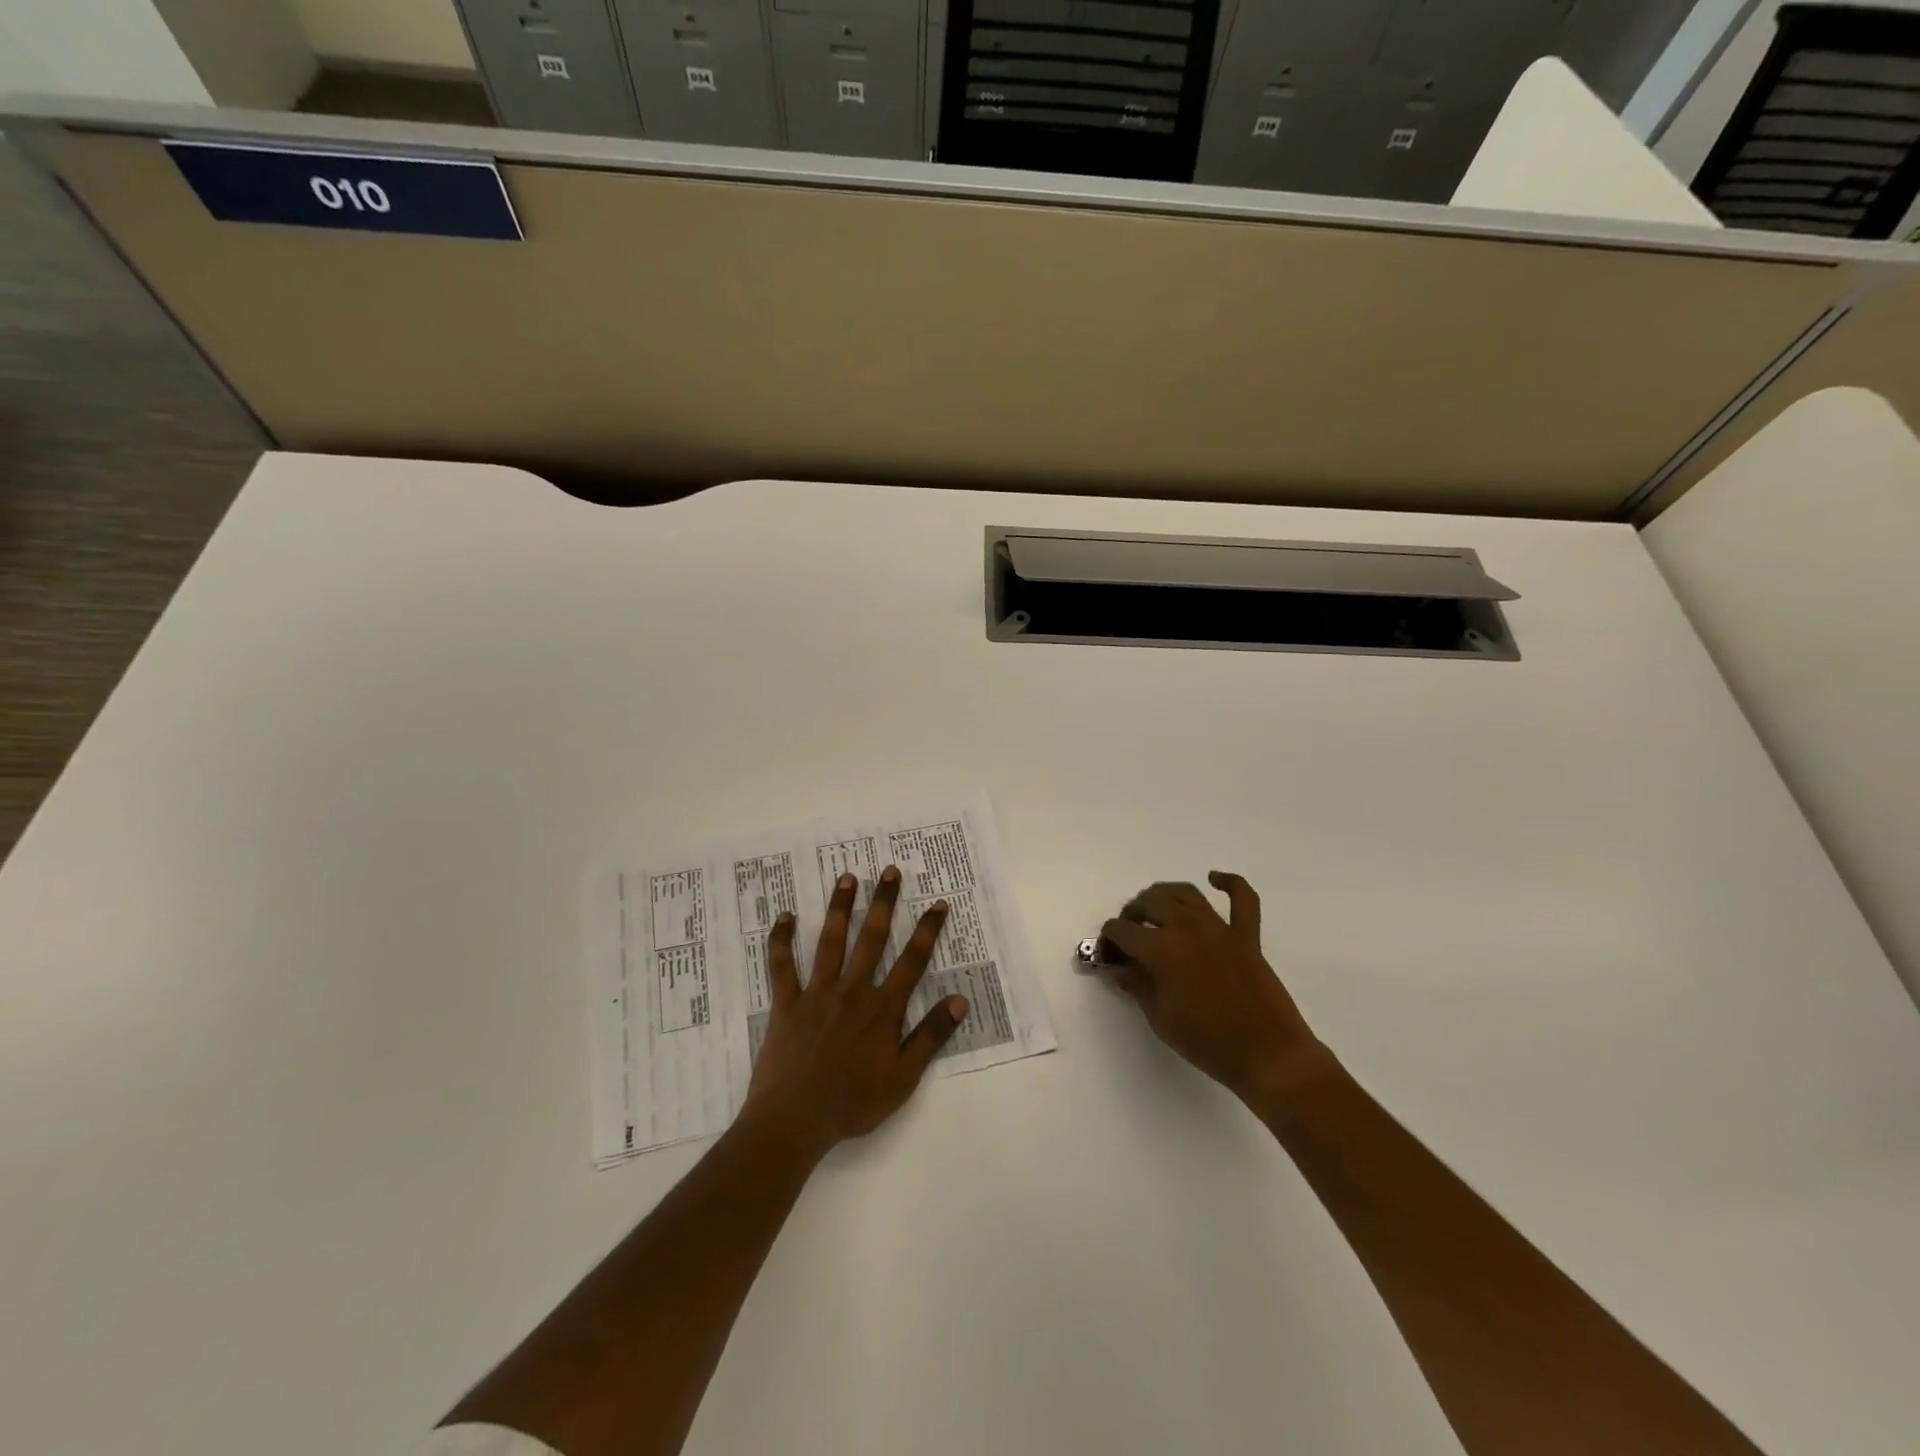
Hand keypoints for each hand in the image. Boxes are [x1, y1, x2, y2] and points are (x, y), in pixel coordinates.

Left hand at [740, 866, 969, 1160]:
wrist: (796, 1120)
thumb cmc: (853, 1103)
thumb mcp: (904, 1078)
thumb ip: (931, 1036)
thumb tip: (960, 999)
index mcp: (882, 1008)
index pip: (912, 961)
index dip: (928, 930)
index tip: (938, 903)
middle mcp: (852, 990)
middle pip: (872, 938)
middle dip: (884, 903)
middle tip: (890, 870)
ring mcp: (817, 993)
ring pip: (831, 941)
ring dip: (840, 907)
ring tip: (847, 877)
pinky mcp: (787, 1003)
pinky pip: (782, 965)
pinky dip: (781, 940)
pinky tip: (784, 916)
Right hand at [1102, 872, 1329, 1107]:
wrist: (1268, 1055)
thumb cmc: (1207, 1042)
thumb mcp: (1160, 1019)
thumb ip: (1136, 986)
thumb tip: (1119, 967)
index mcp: (1160, 949)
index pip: (1122, 931)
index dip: (1109, 940)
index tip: (1108, 955)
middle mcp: (1186, 927)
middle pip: (1149, 903)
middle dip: (1131, 914)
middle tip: (1129, 934)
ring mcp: (1219, 928)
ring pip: (1185, 893)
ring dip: (1164, 895)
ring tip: (1155, 909)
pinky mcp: (1247, 935)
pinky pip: (1242, 899)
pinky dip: (1229, 883)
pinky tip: (1215, 879)